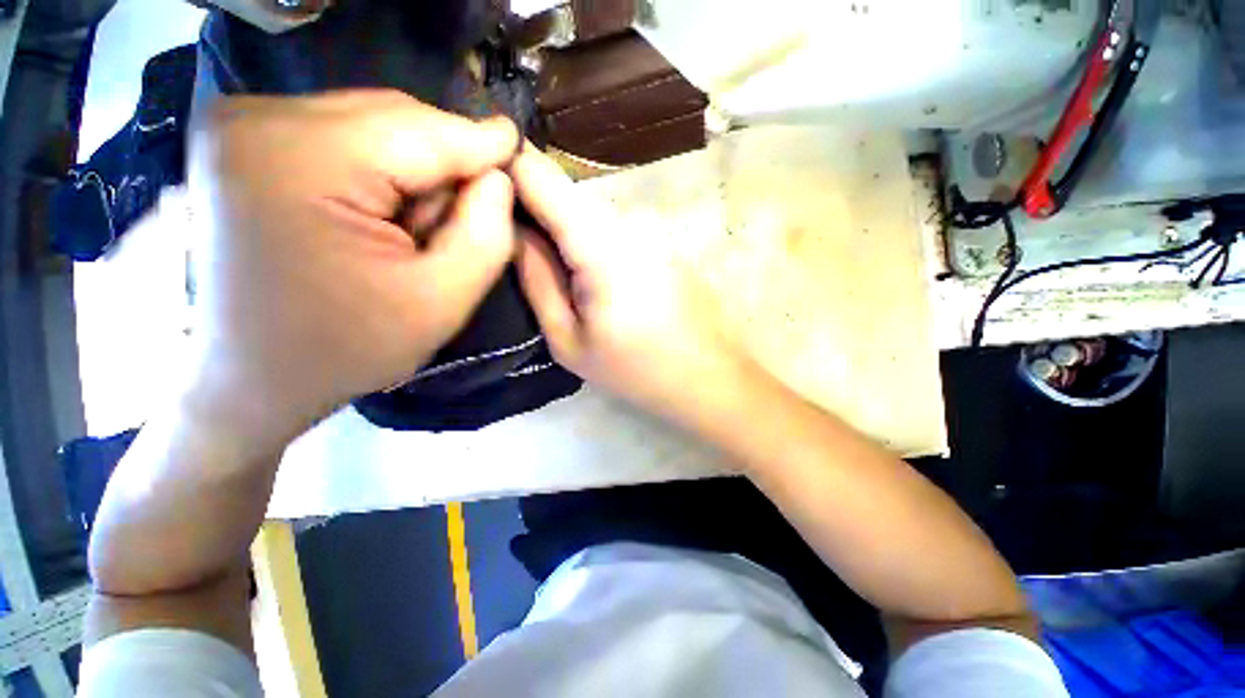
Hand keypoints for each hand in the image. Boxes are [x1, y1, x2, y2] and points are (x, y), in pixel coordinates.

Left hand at [186, 90, 518, 453]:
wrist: (248, 377)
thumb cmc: (344, 348)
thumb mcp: (441, 302)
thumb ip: (486, 236)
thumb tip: (498, 177)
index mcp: (300, 157)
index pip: (424, 130)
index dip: (483, 143)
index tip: (521, 147)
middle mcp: (258, 116)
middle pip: (396, 118)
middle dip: (445, 166)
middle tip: (462, 220)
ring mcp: (241, 122)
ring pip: (374, 125)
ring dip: (413, 173)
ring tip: (413, 231)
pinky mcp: (241, 137)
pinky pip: (344, 136)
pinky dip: (379, 172)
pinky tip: (378, 218)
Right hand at [511, 149, 759, 431]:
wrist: (708, 376)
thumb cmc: (636, 370)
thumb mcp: (569, 341)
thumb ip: (536, 280)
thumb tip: (511, 230)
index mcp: (600, 245)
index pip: (540, 174)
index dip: (503, 171)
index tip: (476, 192)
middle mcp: (627, 221)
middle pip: (563, 191)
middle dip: (529, 205)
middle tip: (508, 242)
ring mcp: (648, 228)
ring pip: (586, 210)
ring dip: (559, 225)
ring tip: (545, 261)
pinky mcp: (660, 240)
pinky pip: (609, 227)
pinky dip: (587, 238)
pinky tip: (587, 271)